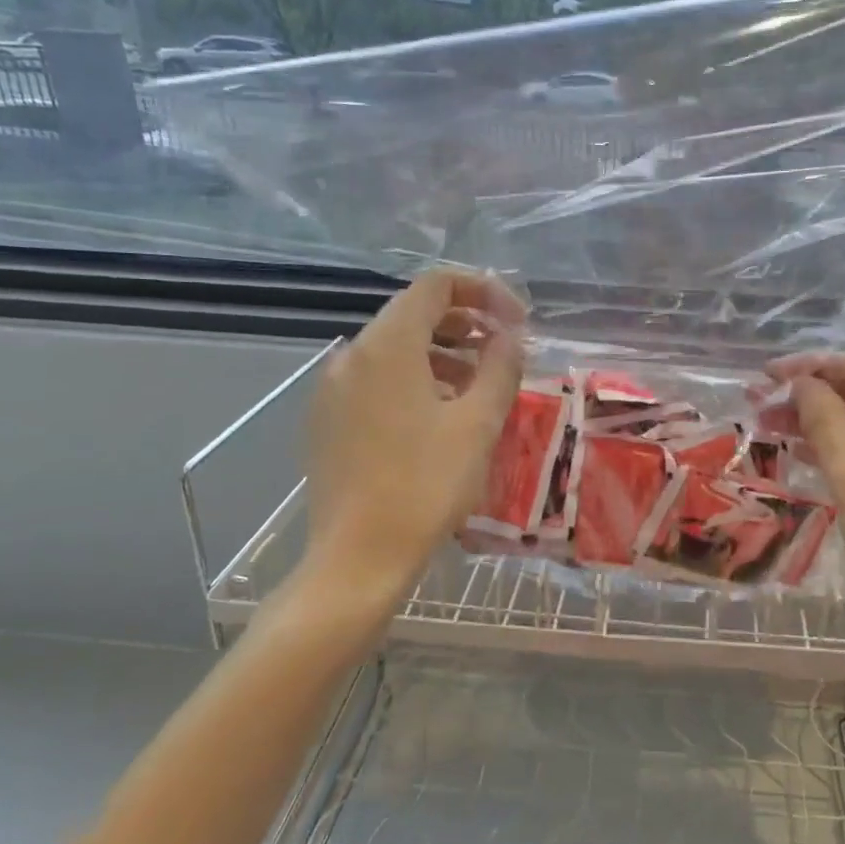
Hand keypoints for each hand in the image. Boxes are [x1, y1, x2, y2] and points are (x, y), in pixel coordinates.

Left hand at [295, 270, 525, 624]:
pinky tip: (440, 416)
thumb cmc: (426, 486)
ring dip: (443, 353)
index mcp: (387, 346)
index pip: (435, 285)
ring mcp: (334, 389)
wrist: (358, 558)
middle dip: (465, 322)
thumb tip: (509, 334)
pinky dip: (415, 379)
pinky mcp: (328, 420)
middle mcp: (352, 356)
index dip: (483, 291)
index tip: (516, 321)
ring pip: (395, 349)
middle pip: (413, 313)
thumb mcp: (478, 423)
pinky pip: (377, 379)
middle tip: (504, 350)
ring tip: (479, 386)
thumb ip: (500, 366)